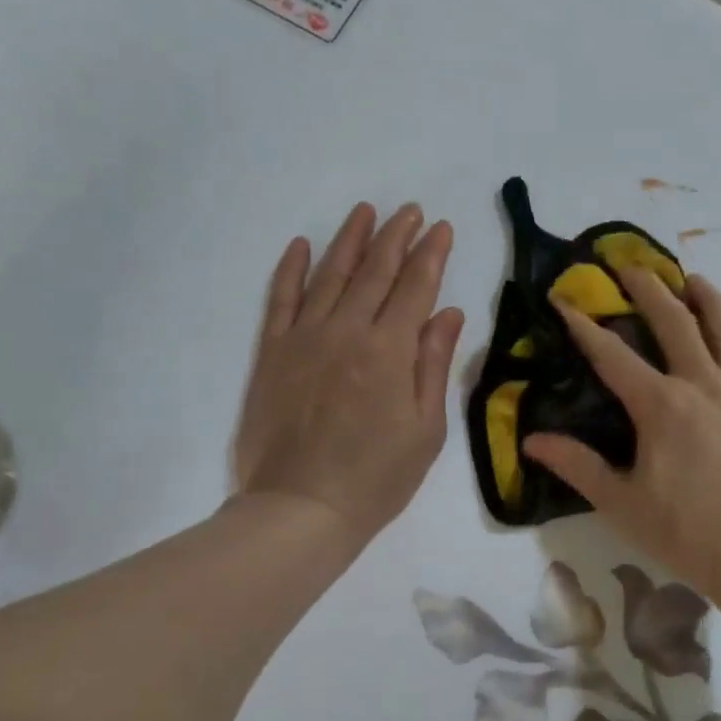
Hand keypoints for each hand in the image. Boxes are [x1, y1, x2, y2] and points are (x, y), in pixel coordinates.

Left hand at [234, 202, 463, 551]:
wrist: (301, 509)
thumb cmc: (377, 478)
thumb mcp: (426, 429)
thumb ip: (434, 365)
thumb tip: (449, 313)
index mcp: (389, 351)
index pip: (415, 287)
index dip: (431, 255)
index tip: (441, 228)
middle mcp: (346, 331)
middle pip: (375, 272)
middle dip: (396, 237)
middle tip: (410, 211)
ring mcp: (303, 338)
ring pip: (329, 274)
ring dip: (350, 240)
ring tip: (366, 211)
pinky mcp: (272, 353)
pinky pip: (280, 299)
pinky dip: (290, 269)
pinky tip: (301, 245)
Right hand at [522, 266, 720, 605]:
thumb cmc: (689, 533)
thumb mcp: (623, 503)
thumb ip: (578, 466)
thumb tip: (532, 441)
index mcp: (661, 405)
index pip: (613, 356)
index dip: (584, 326)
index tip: (565, 299)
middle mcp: (703, 385)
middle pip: (675, 324)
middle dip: (649, 290)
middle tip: (631, 265)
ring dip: (709, 300)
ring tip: (695, 278)